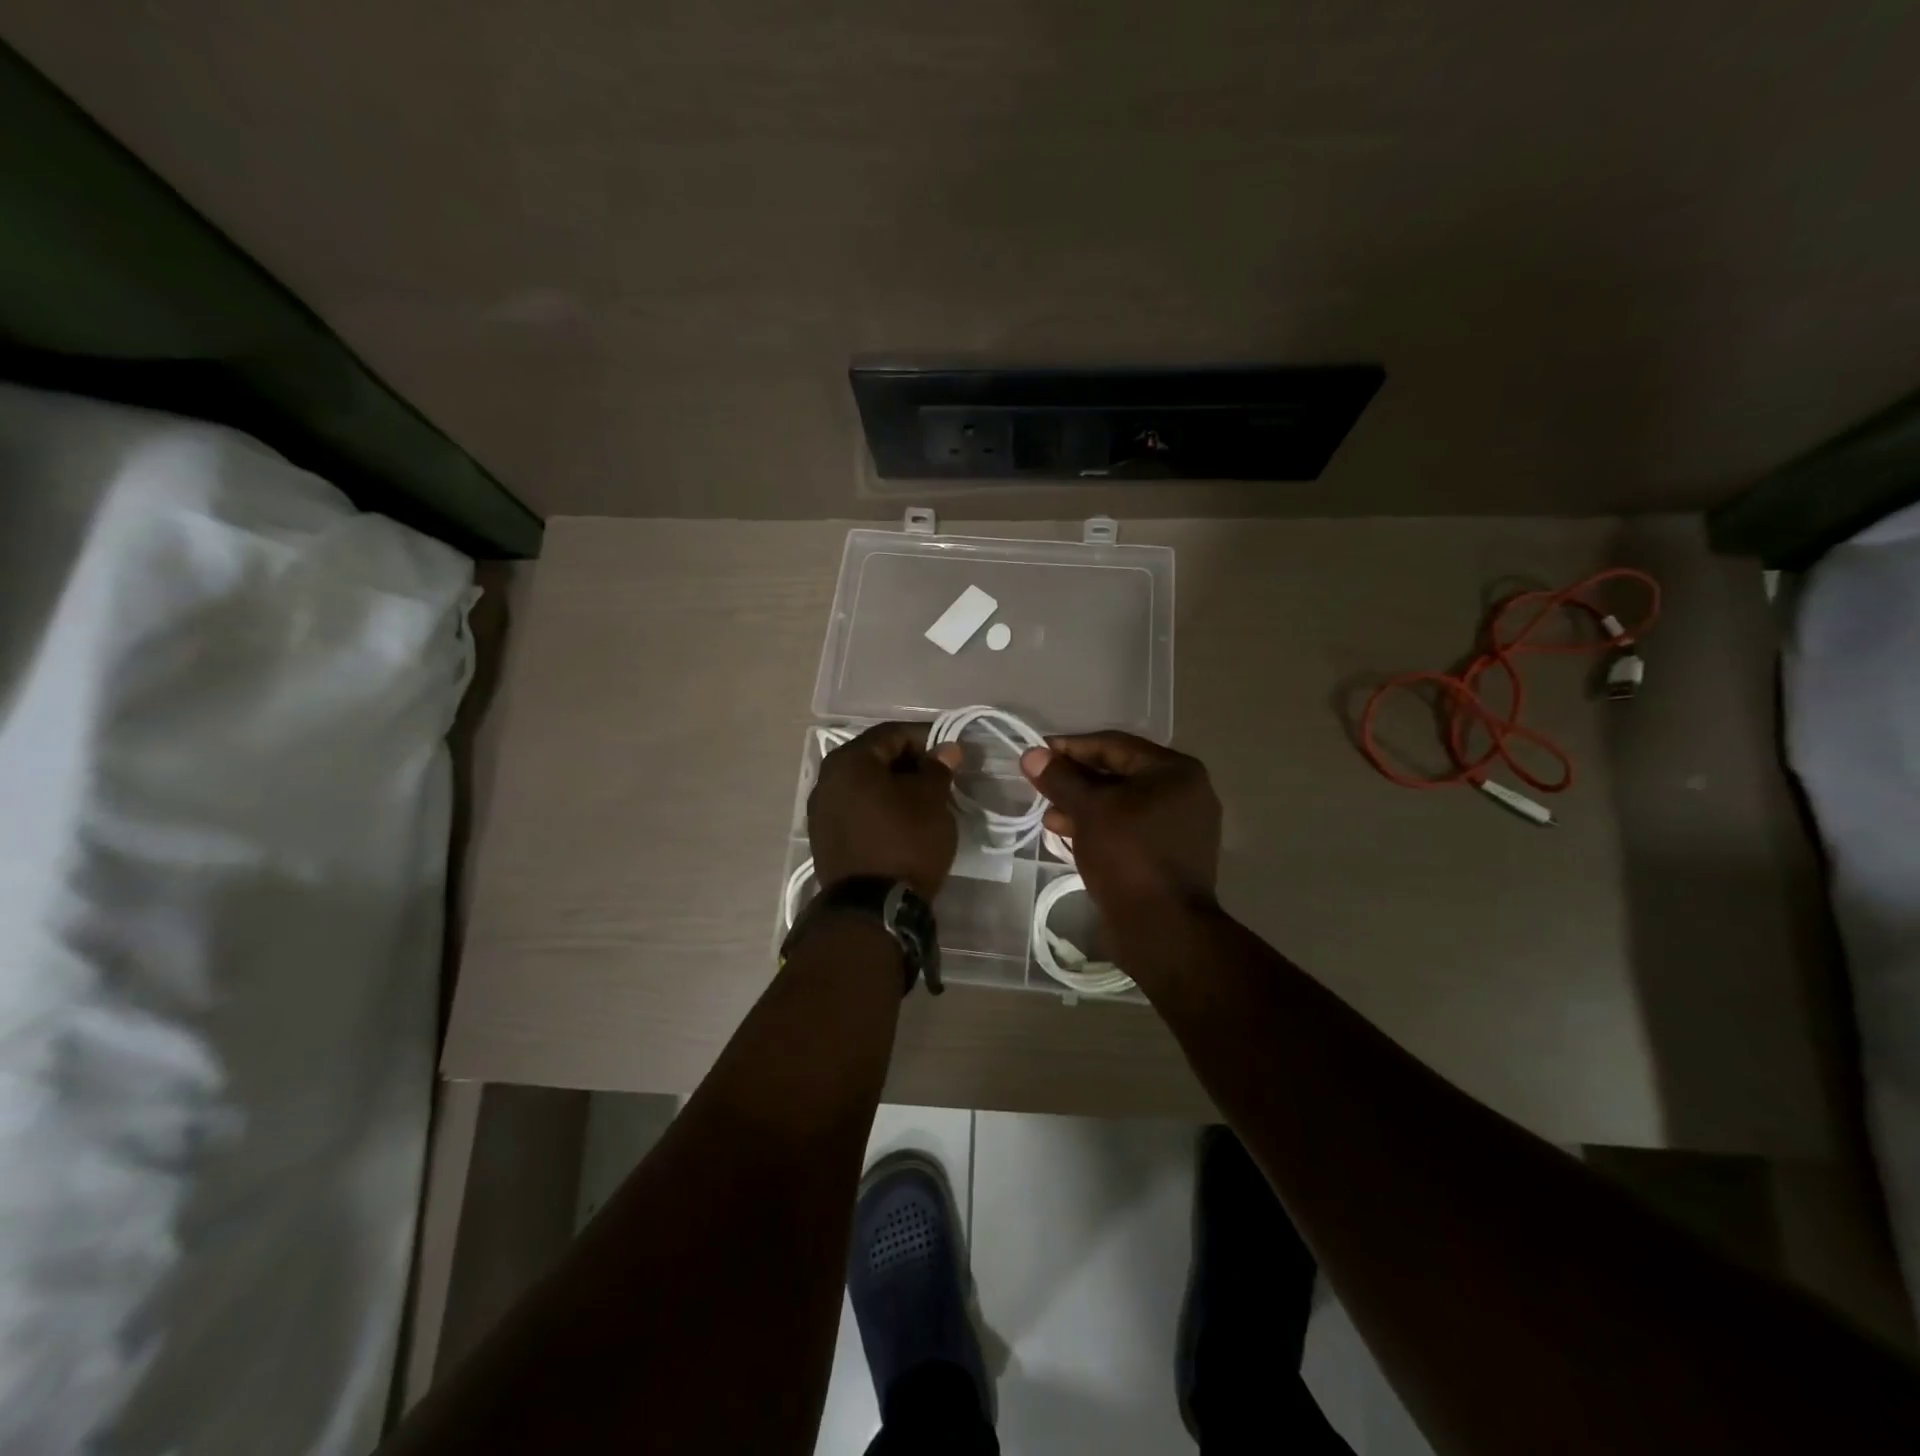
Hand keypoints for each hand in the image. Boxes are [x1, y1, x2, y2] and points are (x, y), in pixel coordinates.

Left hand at [808, 723, 964, 899]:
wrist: (872, 908)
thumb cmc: (905, 842)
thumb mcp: (932, 800)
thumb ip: (938, 768)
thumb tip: (946, 749)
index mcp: (850, 760)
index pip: (892, 734)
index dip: (925, 738)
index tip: (951, 753)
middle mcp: (826, 779)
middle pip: (874, 757)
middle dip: (908, 762)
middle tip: (939, 776)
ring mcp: (820, 810)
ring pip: (864, 784)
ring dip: (893, 786)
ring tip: (923, 799)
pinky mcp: (824, 837)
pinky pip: (855, 808)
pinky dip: (878, 806)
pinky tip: (900, 820)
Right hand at [1020, 732, 1221, 928]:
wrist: (1162, 928)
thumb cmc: (1128, 855)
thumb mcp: (1089, 810)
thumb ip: (1060, 779)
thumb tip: (1031, 754)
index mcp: (1176, 771)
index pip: (1115, 745)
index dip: (1072, 747)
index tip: (1038, 754)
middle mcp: (1186, 793)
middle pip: (1120, 774)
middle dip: (1076, 780)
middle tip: (1040, 785)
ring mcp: (1181, 827)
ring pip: (1123, 804)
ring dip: (1084, 806)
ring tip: (1048, 815)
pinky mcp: (1170, 855)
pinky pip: (1129, 829)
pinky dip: (1100, 827)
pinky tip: (1068, 835)